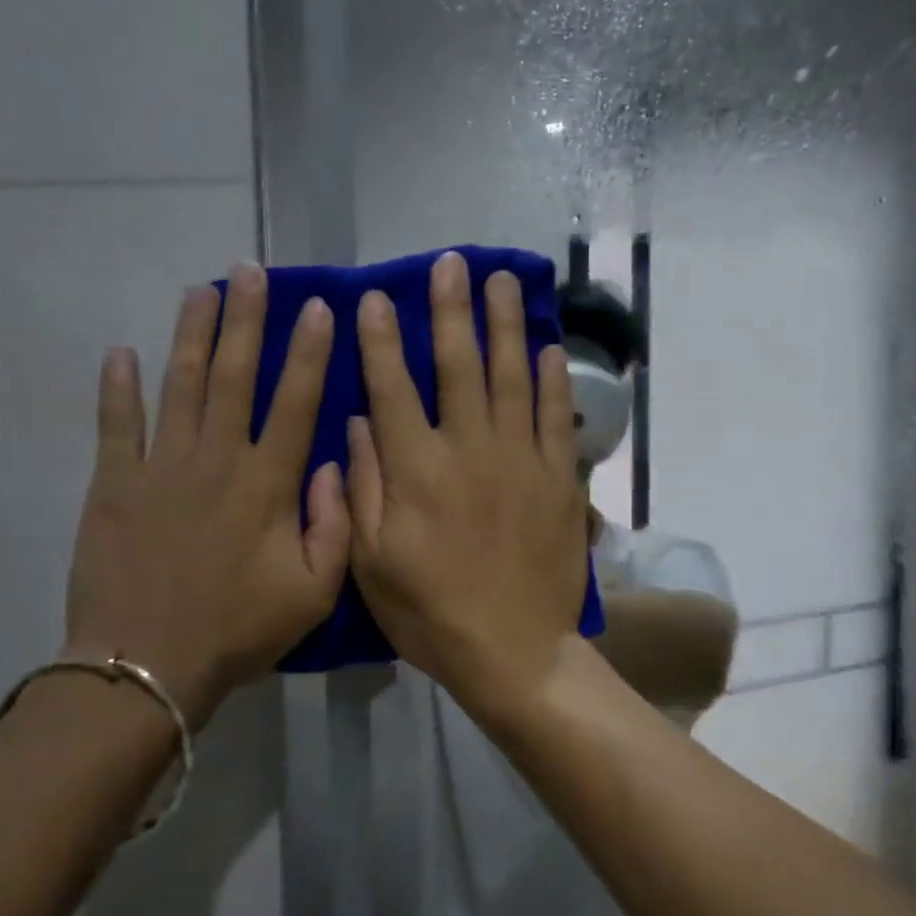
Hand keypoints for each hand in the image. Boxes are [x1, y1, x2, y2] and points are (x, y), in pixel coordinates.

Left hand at [63, 265, 349, 724]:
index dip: (308, 353)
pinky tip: (121, 351)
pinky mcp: (113, 486)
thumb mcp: (315, 592)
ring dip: (191, 335)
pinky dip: (117, 387)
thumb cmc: (239, 630)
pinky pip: (115, 425)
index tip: (318, 307)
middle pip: (234, 377)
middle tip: (251, 271)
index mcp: (267, 485)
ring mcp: (160, 468)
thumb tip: (333, 464)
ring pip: (180, 386)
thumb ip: (335, 526)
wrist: (146, 667)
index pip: (295, 403)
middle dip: (246, 320)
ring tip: (201, 289)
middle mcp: (216, 461)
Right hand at [346, 251, 590, 722]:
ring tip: (503, 281)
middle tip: (452, 264)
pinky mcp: (559, 479)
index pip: (392, 386)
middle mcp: (469, 449)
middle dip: (451, 310)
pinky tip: (548, 348)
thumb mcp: (371, 562)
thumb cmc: (431, 613)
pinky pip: (557, 418)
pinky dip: (553, 380)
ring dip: (505, 325)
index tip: (374, 298)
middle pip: (458, 365)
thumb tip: (357, 425)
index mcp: (417, 469)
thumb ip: (361, 488)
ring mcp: (521, 460)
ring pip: (512, 376)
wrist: (513, 651)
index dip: (380, 339)